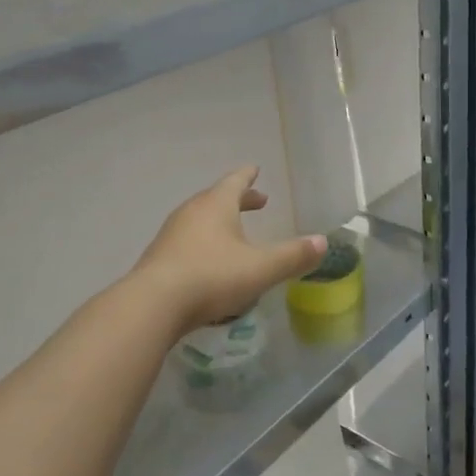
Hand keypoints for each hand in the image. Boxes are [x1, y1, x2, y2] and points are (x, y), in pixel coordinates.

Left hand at [132, 168, 324, 335]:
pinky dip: (204, 243)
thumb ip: (292, 256)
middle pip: (217, 198)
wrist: (152, 306)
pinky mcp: (159, 259)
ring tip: (235, 234)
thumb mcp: (260, 268)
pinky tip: (211, 264)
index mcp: (216, 205)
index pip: (235, 181)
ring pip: (200, 220)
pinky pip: (187, 242)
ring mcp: (171, 235)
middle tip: (258, 202)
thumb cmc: (211, 277)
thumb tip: (323, 242)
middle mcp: (192, 212)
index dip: (249, 176)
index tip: (256, 169)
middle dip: (239, 200)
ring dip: (220, 222)